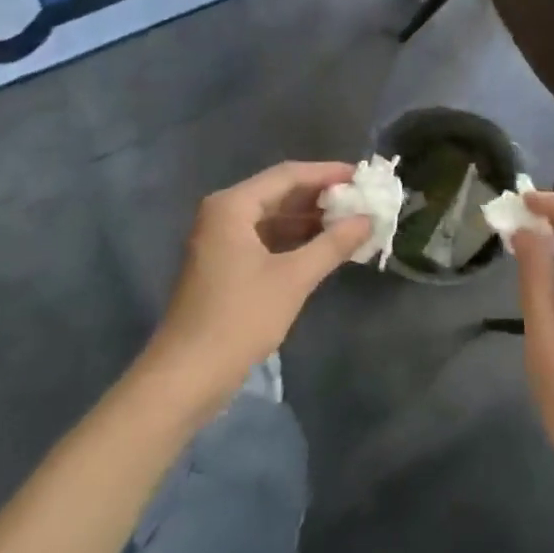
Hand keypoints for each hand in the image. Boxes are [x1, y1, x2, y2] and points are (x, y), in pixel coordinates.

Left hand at [152, 161, 371, 402]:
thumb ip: (333, 244)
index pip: (288, 174)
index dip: (327, 173)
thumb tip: (369, 219)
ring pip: (274, 216)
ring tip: (350, 222)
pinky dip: (294, 240)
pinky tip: (323, 247)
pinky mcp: (224, 265)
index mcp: (233, 205)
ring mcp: (221, 240)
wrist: (184, 379)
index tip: (362, 177)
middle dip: (320, 196)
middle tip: (361, 200)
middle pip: (280, 192)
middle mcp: (224, 213)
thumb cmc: (238, 320)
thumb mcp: (293, 279)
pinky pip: (265, 238)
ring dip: (309, 219)